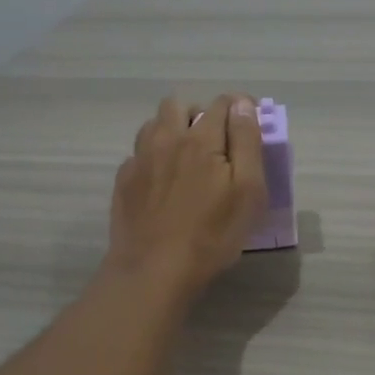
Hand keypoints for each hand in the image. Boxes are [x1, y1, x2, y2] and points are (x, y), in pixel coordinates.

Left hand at [107, 95, 266, 303]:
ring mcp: (140, 158)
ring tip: (187, 159)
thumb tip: (243, 105)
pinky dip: (154, 156)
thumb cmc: (211, 235)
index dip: (241, 108)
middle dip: (200, 114)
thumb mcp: (247, 191)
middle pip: (180, 104)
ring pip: (155, 124)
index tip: (250, 127)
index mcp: (201, 139)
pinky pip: (140, 152)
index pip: (224, 104)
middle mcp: (167, 138)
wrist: (153, 270)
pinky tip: (163, 182)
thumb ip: (247, 142)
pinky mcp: (124, 180)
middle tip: (216, 144)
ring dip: (173, 130)